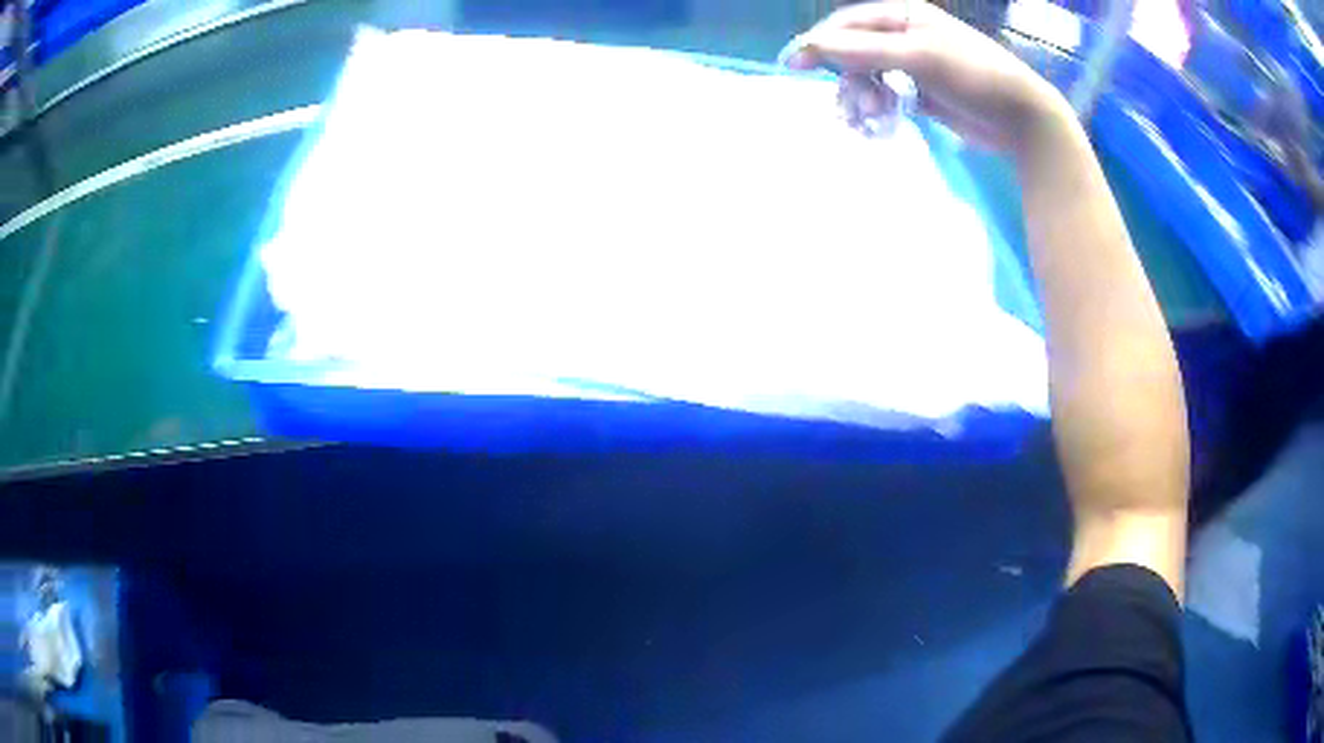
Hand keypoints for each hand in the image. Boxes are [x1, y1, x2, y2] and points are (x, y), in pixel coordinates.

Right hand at [780, 1, 1070, 153]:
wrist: (1021, 119)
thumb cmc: (974, 76)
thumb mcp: (918, 56)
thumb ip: (863, 49)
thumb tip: (808, 45)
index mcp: (903, 16)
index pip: (848, 23)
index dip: (820, 42)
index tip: (795, 65)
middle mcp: (904, 36)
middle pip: (853, 53)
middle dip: (848, 80)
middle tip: (853, 110)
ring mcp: (912, 66)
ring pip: (867, 78)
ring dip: (861, 99)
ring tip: (870, 121)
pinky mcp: (920, 94)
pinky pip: (884, 97)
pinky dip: (877, 111)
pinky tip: (878, 126)